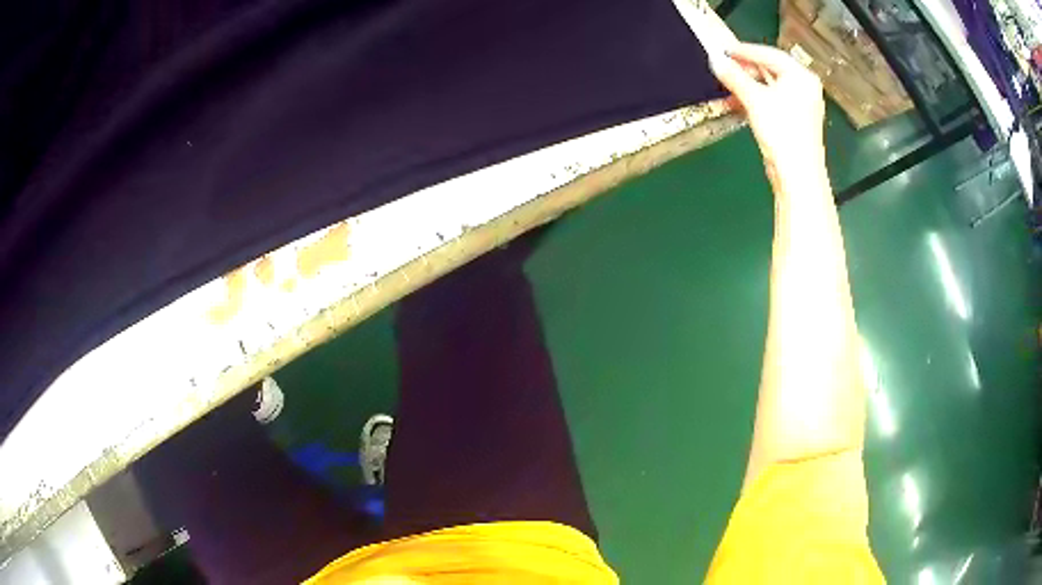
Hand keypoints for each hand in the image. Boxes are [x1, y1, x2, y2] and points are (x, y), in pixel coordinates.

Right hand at [710, 43, 825, 181]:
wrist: (797, 174)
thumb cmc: (782, 131)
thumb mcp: (754, 99)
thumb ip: (734, 76)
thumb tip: (715, 60)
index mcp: (802, 76)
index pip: (770, 54)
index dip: (745, 51)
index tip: (724, 49)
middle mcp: (805, 87)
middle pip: (771, 69)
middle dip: (746, 68)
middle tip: (724, 66)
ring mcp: (801, 105)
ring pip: (770, 86)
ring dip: (748, 84)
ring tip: (727, 83)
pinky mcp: (794, 121)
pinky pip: (772, 101)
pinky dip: (755, 99)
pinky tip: (737, 101)